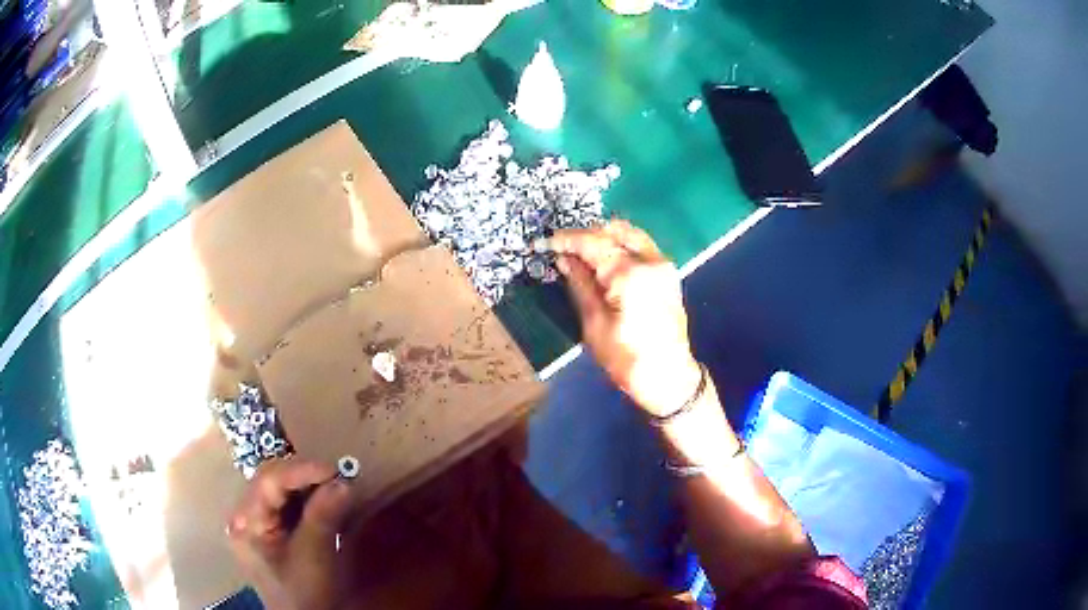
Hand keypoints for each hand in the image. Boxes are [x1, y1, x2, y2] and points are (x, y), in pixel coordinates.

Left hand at [226, 458, 350, 609]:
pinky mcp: (269, 528)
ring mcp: (256, 521)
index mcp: (246, 522)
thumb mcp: (314, 557)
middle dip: (303, 475)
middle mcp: (245, 516)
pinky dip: (305, 497)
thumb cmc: (305, 593)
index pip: (268, 482)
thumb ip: (323, 517)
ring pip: (278, 488)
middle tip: (336, 476)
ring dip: (305, 484)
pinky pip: (285, 502)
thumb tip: (343, 482)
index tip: (332, 470)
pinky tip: (323, 498)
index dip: (300, 471)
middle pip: (270, 480)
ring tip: (333, 484)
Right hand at [549, 220, 701, 415]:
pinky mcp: (668, 275)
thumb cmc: (627, 359)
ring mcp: (663, 266)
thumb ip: (581, 286)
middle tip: (562, 248)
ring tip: (580, 253)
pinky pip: (641, 247)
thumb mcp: (595, 325)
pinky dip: (620, 246)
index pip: (594, 243)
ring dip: (604, 237)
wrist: (669, 379)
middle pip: (614, 231)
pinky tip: (603, 261)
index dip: (566, 240)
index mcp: (631, 275)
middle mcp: (651, 261)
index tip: (545, 243)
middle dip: (586, 234)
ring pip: (630, 234)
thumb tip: (565, 260)